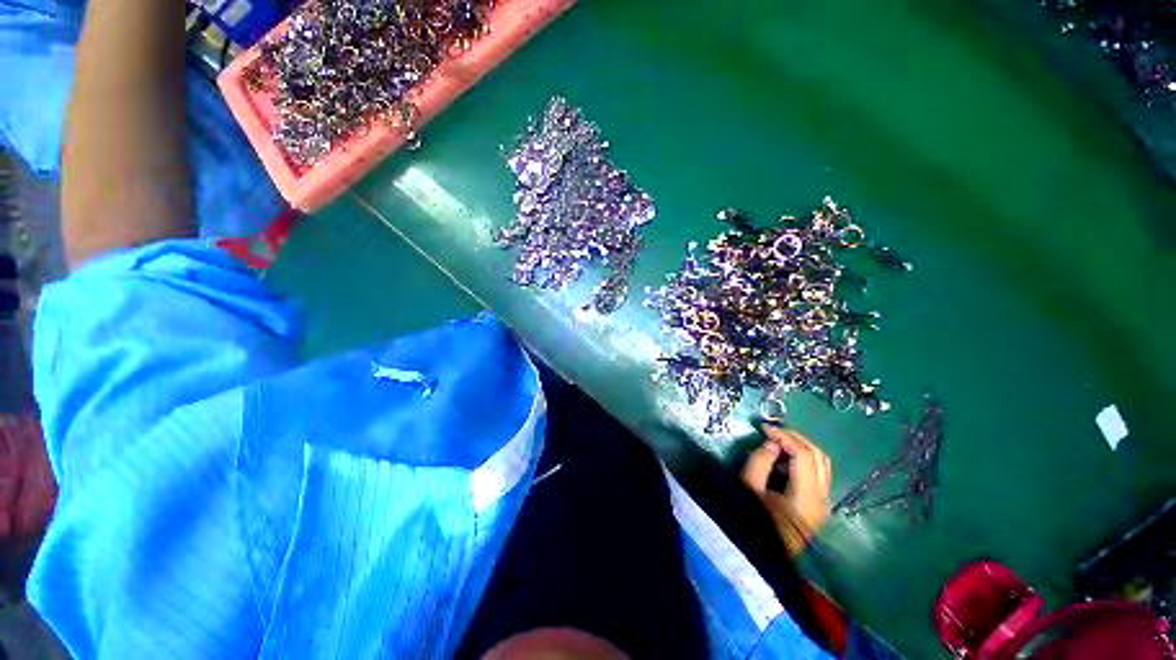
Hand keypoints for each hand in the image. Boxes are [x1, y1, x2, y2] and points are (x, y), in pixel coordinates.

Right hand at [741, 426, 832, 555]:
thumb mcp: (748, 489)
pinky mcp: (818, 507)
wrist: (761, 557)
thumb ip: (760, 461)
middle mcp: (823, 499)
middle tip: (772, 431)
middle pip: (819, 457)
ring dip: (800, 448)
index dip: (785, 436)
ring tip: (776, 443)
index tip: (764, 428)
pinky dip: (802, 460)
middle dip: (796, 438)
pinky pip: (817, 474)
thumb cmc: (751, 523)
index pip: (805, 455)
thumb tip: (772, 444)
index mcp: (806, 498)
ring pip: (821, 464)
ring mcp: (823, 504)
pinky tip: (782, 461)